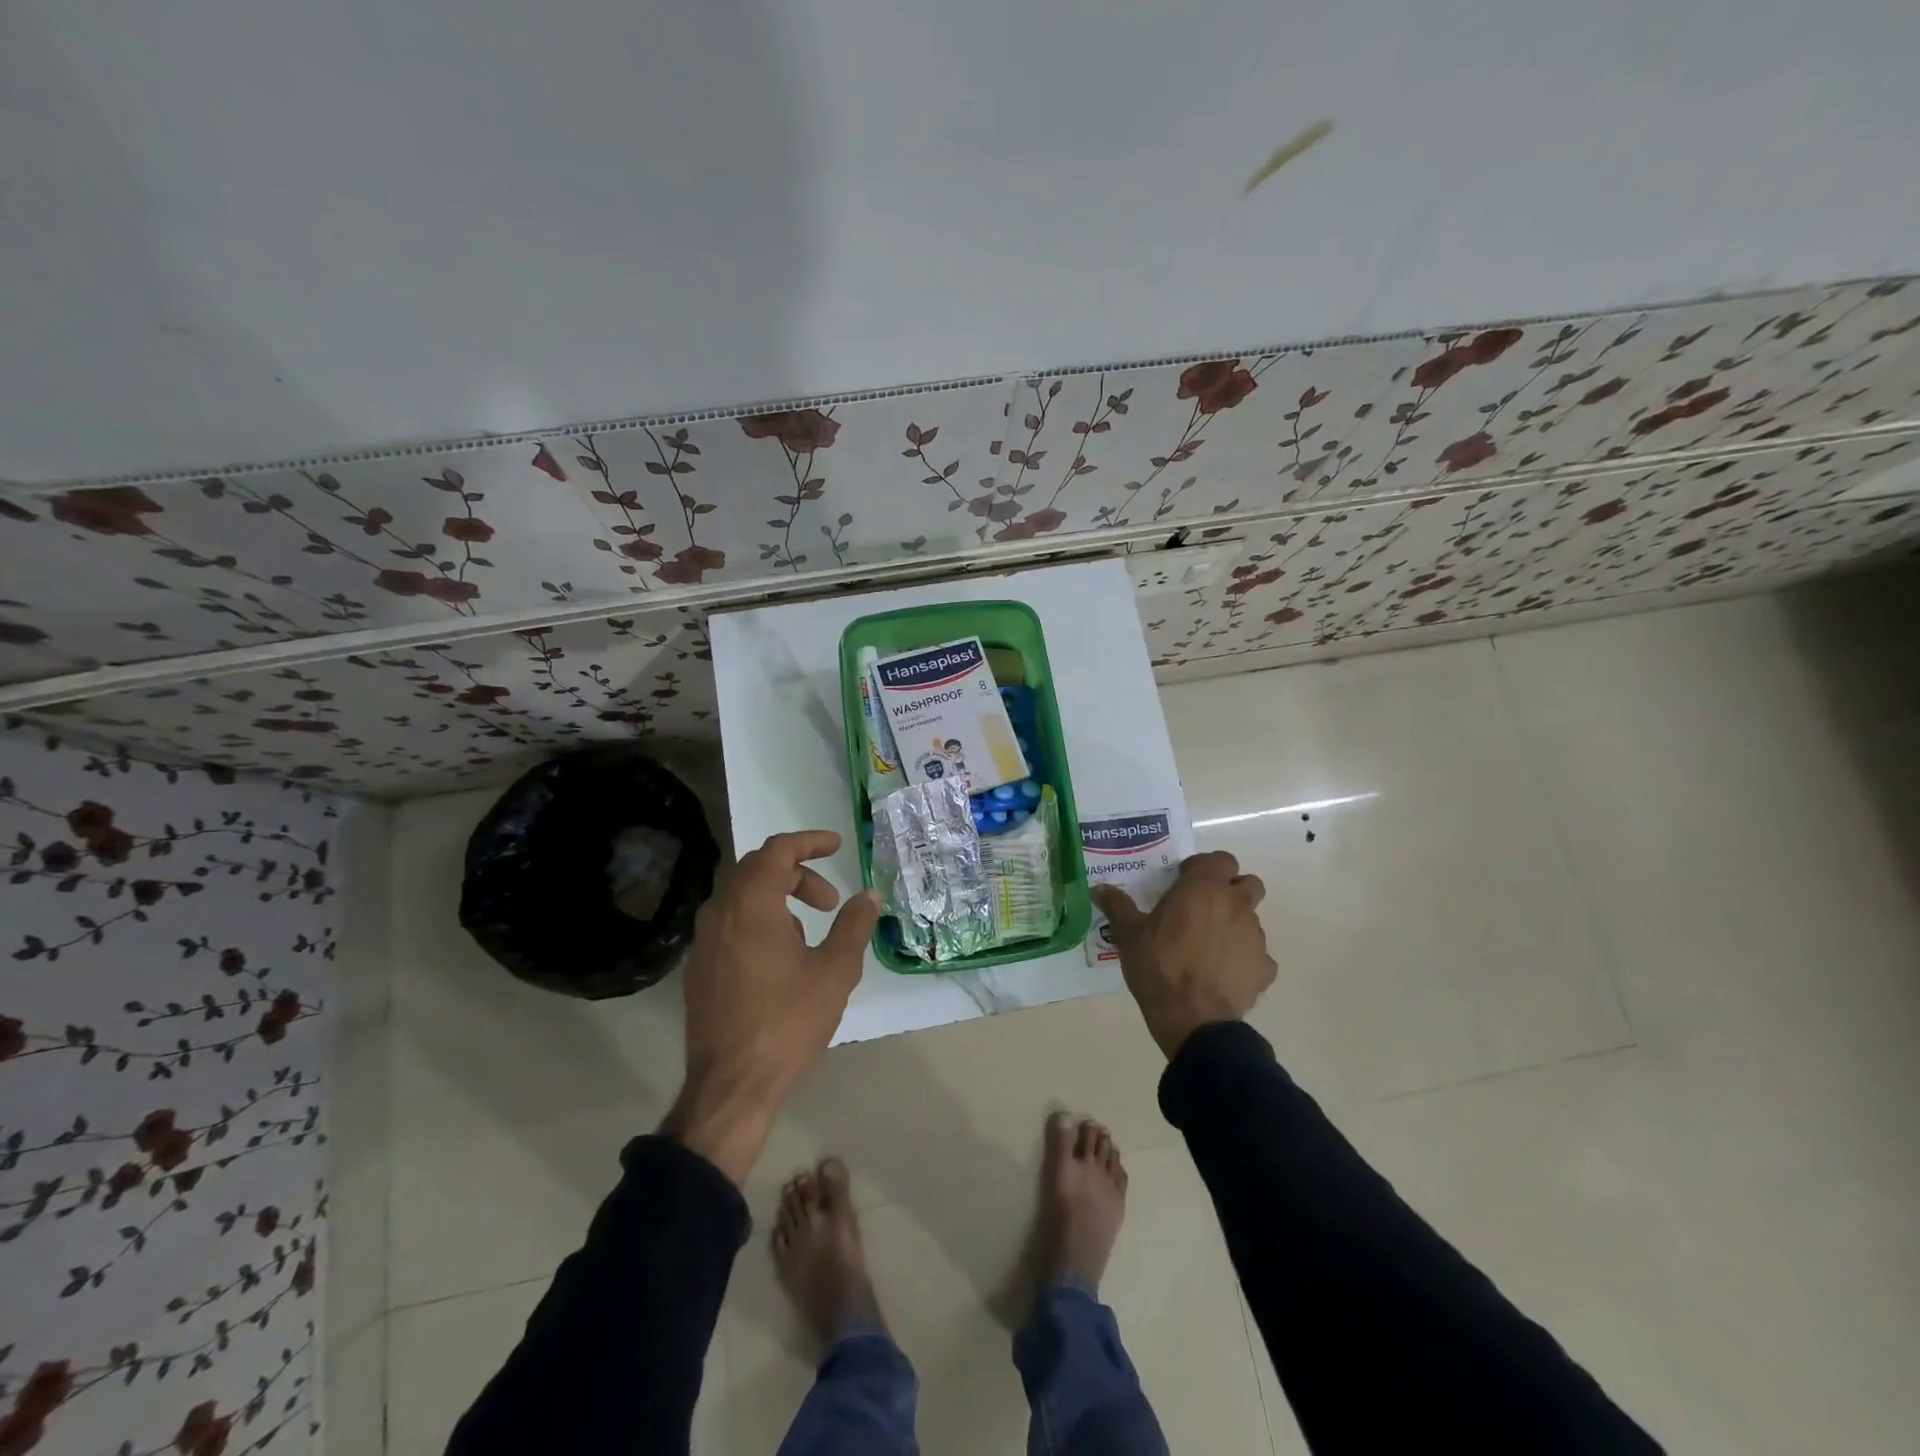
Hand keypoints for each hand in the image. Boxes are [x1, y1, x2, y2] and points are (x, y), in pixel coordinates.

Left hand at [661, 830, 880, 1184]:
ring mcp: (704, 941)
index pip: (778, 850)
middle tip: (830, 899)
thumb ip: (854, 925)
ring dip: (778, 898)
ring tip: (809, 932)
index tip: (837, 845)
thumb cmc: (787, 1022)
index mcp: (751, 903)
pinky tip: (780, 957)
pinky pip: (730, 923)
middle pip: (757, 869)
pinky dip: (758, 920)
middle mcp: (720, 912)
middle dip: (797, 873)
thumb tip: (869, 895)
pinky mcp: (699, 967)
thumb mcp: (834, 971)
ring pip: (741, 896)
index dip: (810, 842)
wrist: (730, 1086)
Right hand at [1092, 850, 1275, 1058]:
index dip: (1204, 867)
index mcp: (1204, 888)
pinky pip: (1257, 956)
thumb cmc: (1159, 965)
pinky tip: (1222, 974)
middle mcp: (1236, 905)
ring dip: (1234, 924)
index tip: (1184, 881)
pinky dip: (1244, 959)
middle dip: (1231, 890)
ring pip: (1252, 919)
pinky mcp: (1265, 968)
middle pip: (1248, 883)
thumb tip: (1100, 888)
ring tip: (1208, 946)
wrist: (1193, 1018)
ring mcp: (1255, 937)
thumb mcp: (1128, 934)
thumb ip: (1117, 905)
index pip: (1220, 859)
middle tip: (1204, 907)